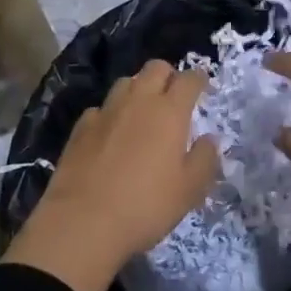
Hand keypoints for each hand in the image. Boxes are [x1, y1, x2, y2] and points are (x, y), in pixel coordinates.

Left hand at [4, 61, 219, 290]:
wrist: (82, 222)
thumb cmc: (145, 206)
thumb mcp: (189, 190)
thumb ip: (205, 159)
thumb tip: (209, 138)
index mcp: (170, 112)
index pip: (189, 79)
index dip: (199, 79)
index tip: (203, 88)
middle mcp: (138, 101)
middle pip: (156, 68)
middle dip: (169, 76)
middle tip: (174, 98)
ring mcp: (106, 111)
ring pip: (126, 82)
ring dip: (138, 90)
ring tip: (142, 113)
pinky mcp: (80, 127)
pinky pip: (101, 108)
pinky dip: (111, 114)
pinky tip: (111, 134)